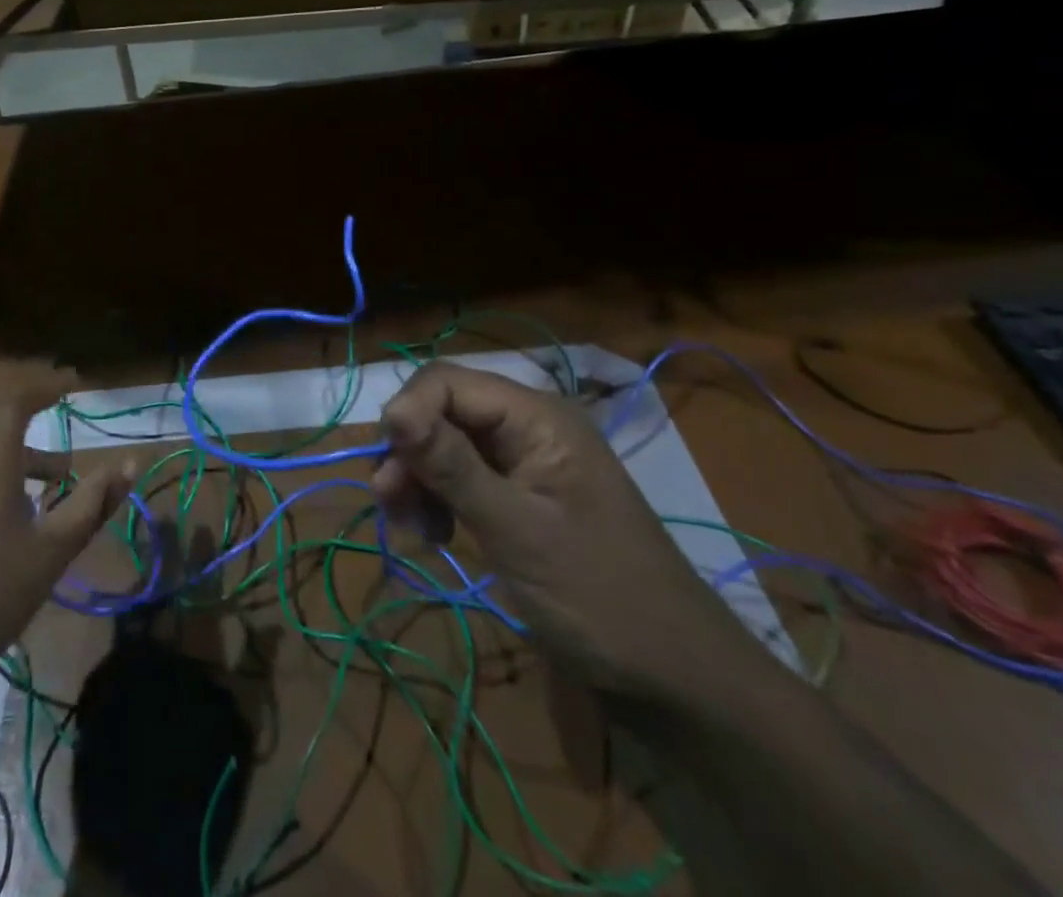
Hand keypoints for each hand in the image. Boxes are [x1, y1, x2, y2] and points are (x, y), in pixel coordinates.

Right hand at [372, 363, 768, 704]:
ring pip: (443, 445)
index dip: (407, 413)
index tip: (386, 469)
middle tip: (389, 505)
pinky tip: (435, 536)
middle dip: (409, 453)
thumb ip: (451, 465)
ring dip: (418, 480)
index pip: (446, 382)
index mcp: (536, 416)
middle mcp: (527, 425)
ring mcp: (524, 461)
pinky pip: (460, 478)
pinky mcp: (519, 495)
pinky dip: (437, 501)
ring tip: (412, 530)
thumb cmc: (599, 598)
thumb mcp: (516, 530)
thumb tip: (390, 409)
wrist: (677, 679)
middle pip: (441, 411)